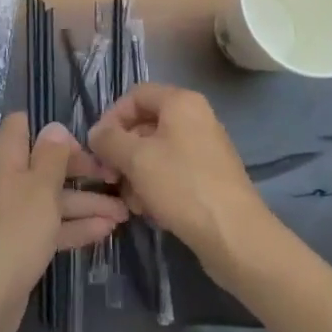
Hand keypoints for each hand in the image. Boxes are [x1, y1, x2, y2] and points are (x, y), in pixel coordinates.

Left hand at [0, 113, 126, 331]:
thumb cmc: (15, 230)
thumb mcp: (40, 186)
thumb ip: (52, 155)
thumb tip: (55, 128)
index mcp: (4, 156)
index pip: (24, 125)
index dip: (54, 131)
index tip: (85, 144)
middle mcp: (6, 179)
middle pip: (45, 163)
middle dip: (81, 169)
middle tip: (116, 177)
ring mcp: (12, 213)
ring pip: (52, 198)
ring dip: (86, 202)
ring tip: (124, 211)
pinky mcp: (19, 243)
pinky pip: (50, 225)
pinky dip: (75, 226)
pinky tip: (106, 230)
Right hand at [87, 84, 273, 275]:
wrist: (234, 235)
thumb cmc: (182, 186)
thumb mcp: (135, 158)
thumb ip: (109, 139)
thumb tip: (96, 133)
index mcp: (181, 102)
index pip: (135, 95)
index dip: (111, 117)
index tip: (98, 147)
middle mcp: (195, 118)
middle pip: (145, 124)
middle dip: (122, 151)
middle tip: (108, 178)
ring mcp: (204, 148)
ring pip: (156, 152)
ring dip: (135, 174)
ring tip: (130, 202)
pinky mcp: (208, 176)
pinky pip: (172, 171)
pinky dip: (155, 186)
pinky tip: (148, 210)